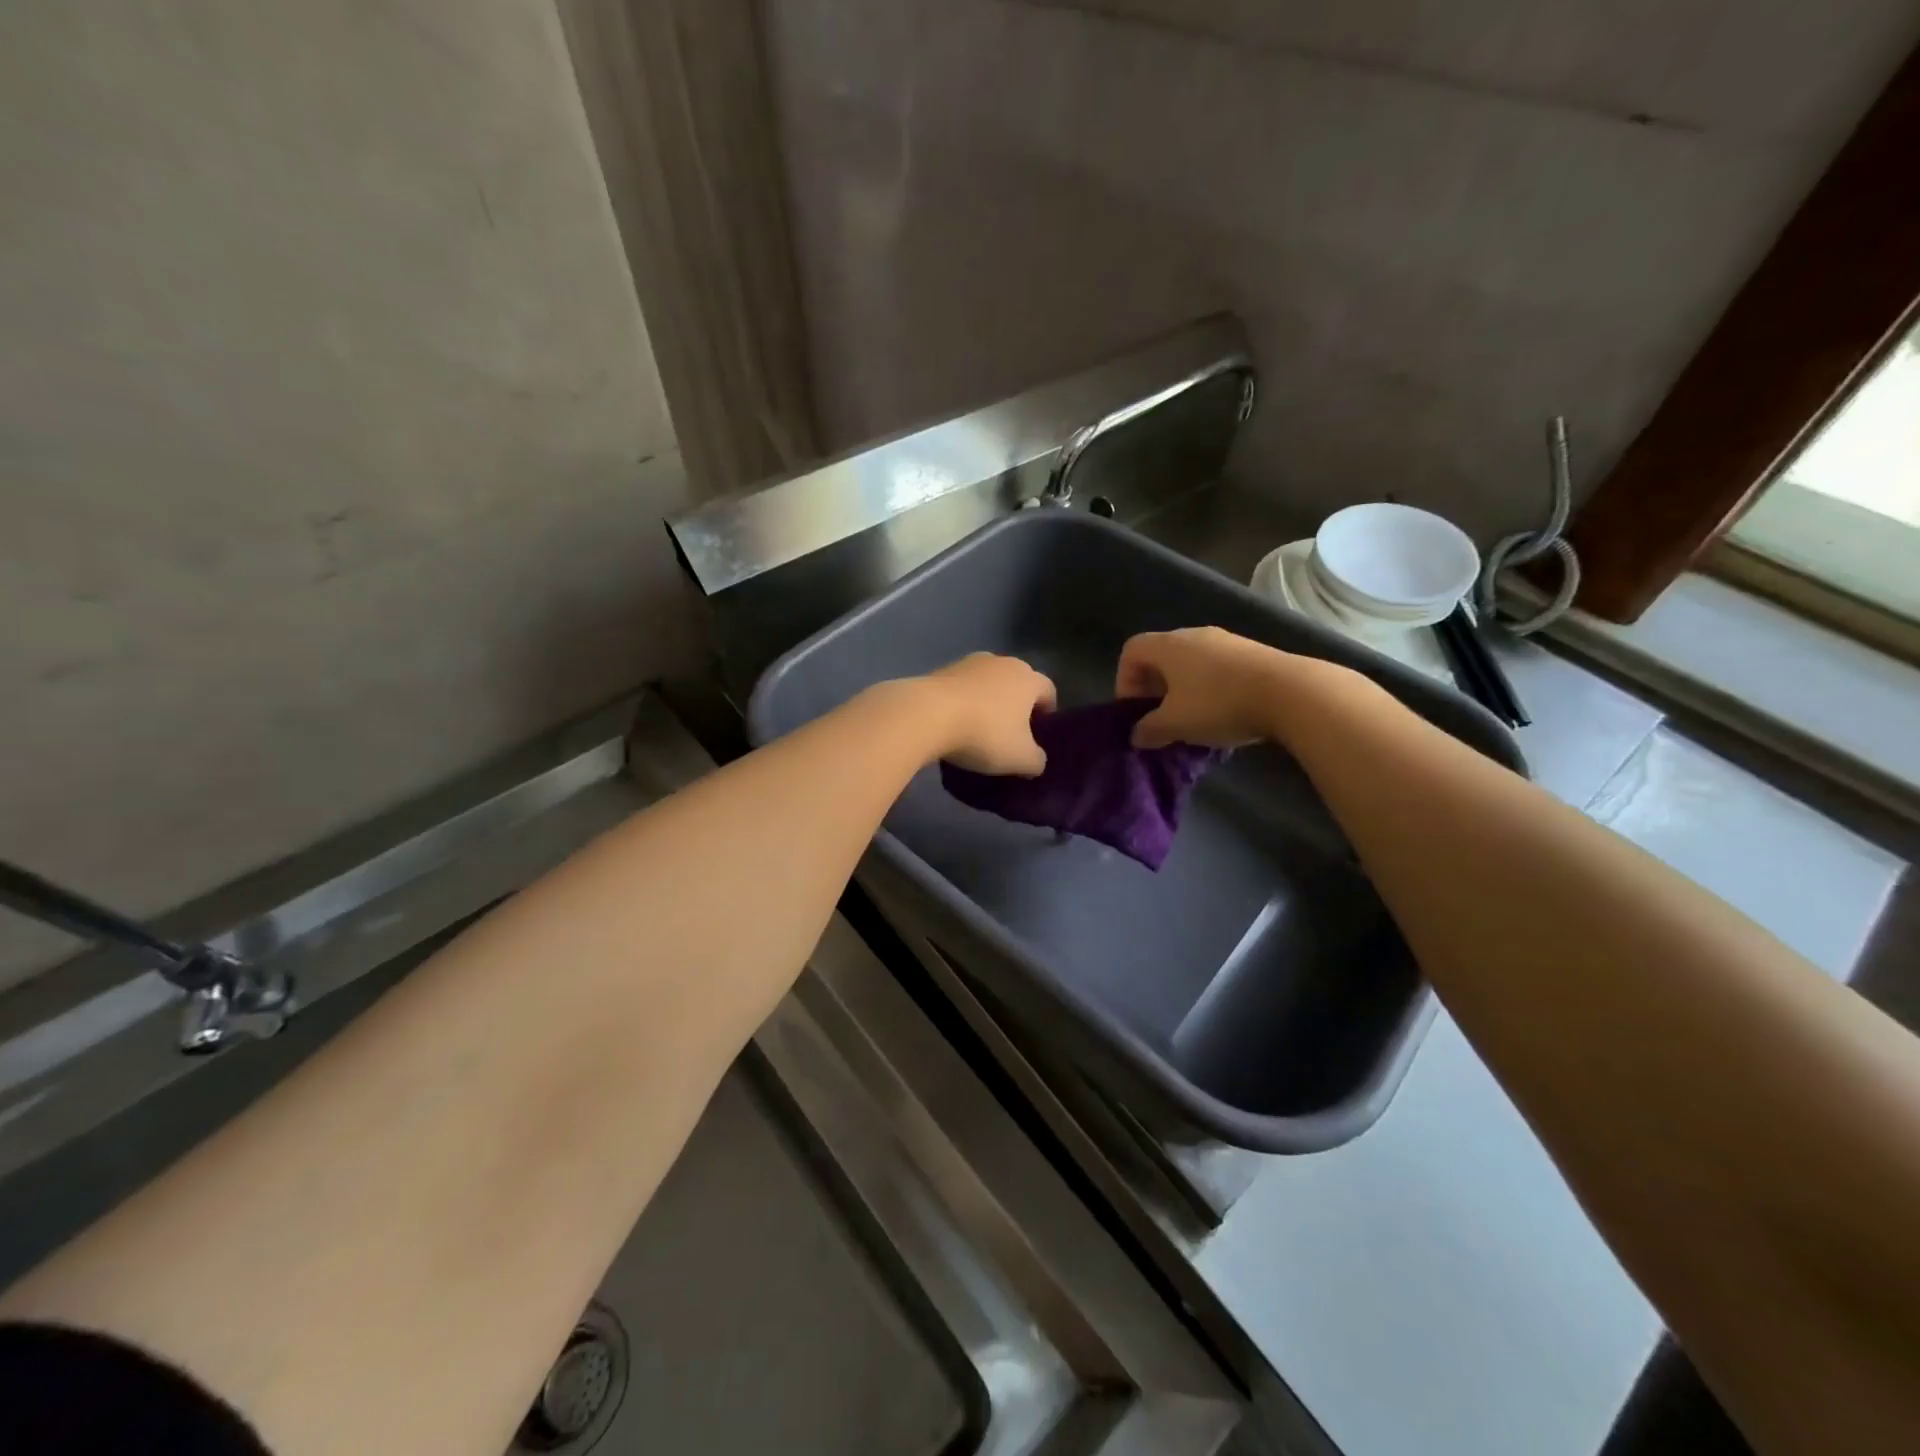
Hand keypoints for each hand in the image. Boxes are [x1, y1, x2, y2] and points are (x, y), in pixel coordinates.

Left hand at [918, 653, 1057, 774]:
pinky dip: (962, 701)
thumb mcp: (1020, 759)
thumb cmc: (985, 734)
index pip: (1048, 691)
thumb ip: (1036, 760)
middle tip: (1010, 733)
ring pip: (987, 682)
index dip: (1047, 713)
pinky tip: (953, 723)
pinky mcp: (941, 669)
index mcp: (1028, 678)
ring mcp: (969, 662)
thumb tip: (1036, 760)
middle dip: (1016, 705)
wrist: (927, 714)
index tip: (1038, 734)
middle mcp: (1002, 661)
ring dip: (987, 701)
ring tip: (978, 728)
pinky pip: (960, 687)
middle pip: (1017, 683)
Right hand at [1114, 627, 1293, 748]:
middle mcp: (1194, 635)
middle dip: (1154, 689)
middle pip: (1161, 656)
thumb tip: (1136, 735)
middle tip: (1161, 719)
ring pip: (1191, 664)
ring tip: (1193, 721)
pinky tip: (1223, 715)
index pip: (1131, 651)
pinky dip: (1210, 689)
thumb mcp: (1175, 724)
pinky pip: (1217, 669)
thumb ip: (1149, 729)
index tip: (1136, 712)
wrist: (1291, 692)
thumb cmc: (1218, 704)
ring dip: (1183, 691)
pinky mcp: (1252, 653)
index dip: (1125, 681)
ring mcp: (1227, 641)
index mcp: (1168, 646)